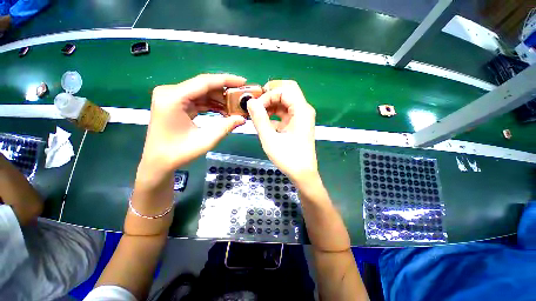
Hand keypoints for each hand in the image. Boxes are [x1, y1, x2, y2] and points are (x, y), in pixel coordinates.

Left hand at [139, 74, 246, 181]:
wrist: (158, 162)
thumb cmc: (179, 153)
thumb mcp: (206, 141)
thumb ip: (226, 127)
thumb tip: (242, 118)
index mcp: (173, 98)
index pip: (204, 82)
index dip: (226, 80)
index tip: (243, 82)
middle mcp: (170, 92)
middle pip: (203, 85)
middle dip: (224, 91)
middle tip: (241, 97)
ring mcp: (171, 97)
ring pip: (201, 92)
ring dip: (219, 99)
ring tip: (235, 106)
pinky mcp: (175, 103)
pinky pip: (197, 99)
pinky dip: (211, 104)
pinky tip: (224, 110)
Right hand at [247, 81, 318, 183]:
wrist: (302, 174)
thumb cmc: (288, 158)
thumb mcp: (270, 139)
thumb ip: (259, 119)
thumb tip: (250, 102)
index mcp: (301, 111)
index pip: (284, 90)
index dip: (268, 95)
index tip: (255, 107)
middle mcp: (304, 110)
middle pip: (287, 91)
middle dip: (270, 95)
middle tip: (256, 104)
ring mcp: (302, 117)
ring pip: (285, 102)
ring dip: (271, 105)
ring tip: (258, 115)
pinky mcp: (298, 124)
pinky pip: (285, 113)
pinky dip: (274, 114)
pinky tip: (265, 123)